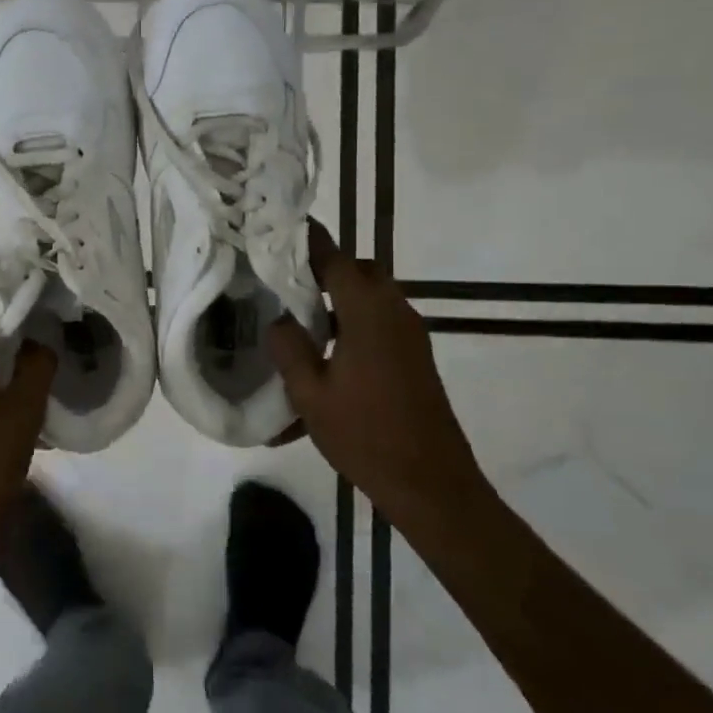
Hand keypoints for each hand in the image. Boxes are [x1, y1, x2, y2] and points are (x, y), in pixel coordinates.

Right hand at [267, 221, 488, 526]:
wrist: (431, 484)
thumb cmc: (365, 435)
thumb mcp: (309, 393)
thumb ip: (289, 347)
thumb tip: (280, 319)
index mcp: (367, 312)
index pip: (335, 258)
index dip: (308, 241)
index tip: (281, 229)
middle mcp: (395, 312)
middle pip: (361, 271)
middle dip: (326, 269)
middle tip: (288, 282)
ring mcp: (410, 335)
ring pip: (373, 296)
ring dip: (341, 298)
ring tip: (302, 320)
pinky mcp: (416, 357)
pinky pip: (381, 322)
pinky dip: (355, 322)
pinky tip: (329, 355)